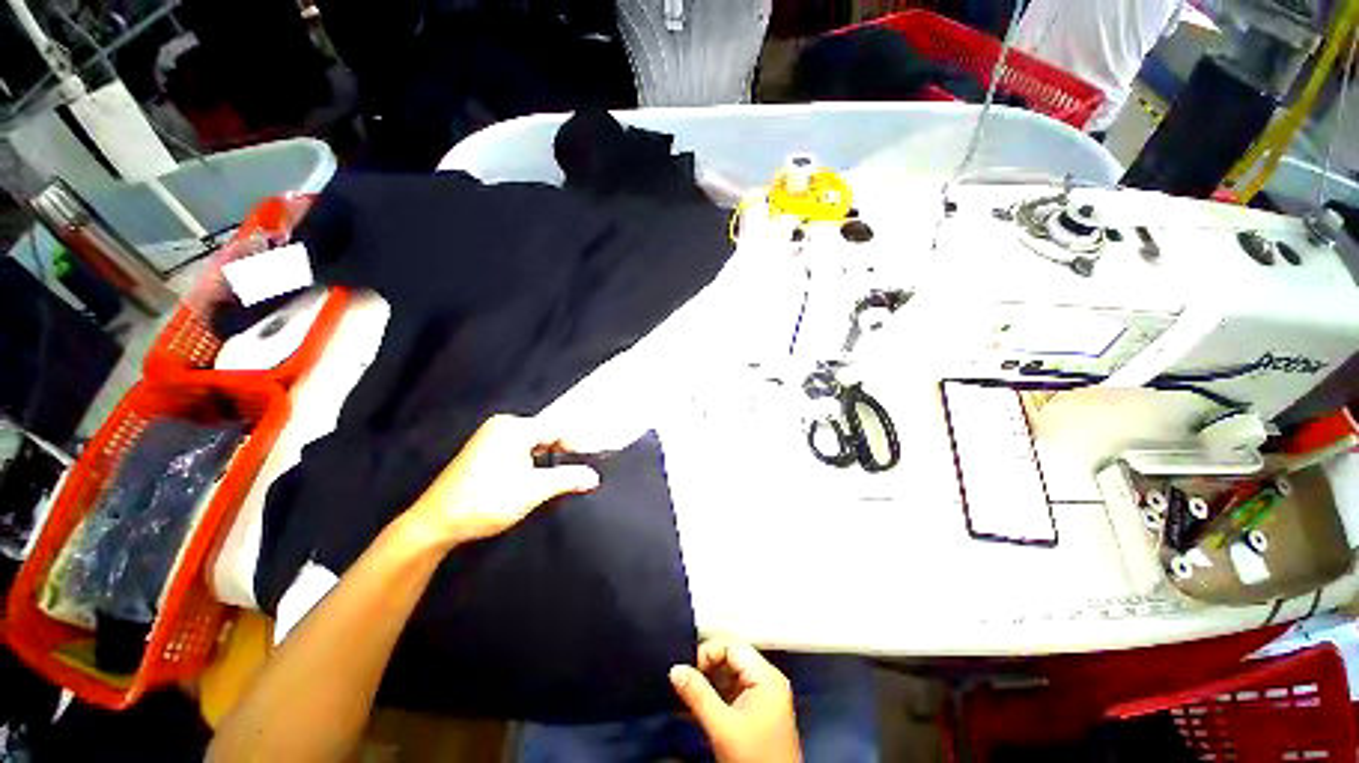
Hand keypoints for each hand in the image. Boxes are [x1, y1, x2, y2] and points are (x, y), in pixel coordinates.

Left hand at [406, 414, 599, 548]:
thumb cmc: (485, 502)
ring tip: (561, 478)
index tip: (592, 462)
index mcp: (514, 427)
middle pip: (546, 434)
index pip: (557, 429)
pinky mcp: (485, 451)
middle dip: (563, 453)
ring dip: (548, 459)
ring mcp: (491, 437)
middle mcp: (502, 426)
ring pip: (533, 443)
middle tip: (579, 472)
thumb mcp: (533, 490)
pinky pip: (520, 450)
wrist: (435, 524)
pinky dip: (533, 462)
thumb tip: (594, 477)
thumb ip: (568, 479)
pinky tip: (537, 478)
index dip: (577, 445)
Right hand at [670, 639, 801, 762]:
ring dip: (709, 683)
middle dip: (707, 668)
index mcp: (766, 676)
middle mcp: (769, 681)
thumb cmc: (754, 757)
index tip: (687, 668)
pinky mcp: (760, 712)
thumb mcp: (722, 726)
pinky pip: (735, 692)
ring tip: (688, 694)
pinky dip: (717, 696)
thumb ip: (698, 694)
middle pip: (732, 658)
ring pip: (732, 676)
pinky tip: (699, 707)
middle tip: (685, 681)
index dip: (708, 652)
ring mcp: (766, 697)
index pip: (732, 646)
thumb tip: (676, 670)